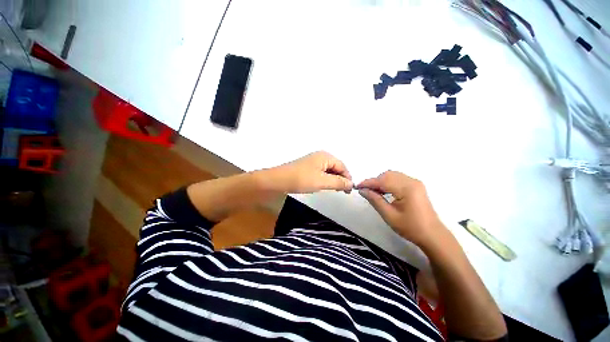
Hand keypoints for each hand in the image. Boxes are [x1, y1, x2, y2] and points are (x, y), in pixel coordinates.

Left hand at [266, 151, 352, 192]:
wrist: (279, 180)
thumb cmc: (301, 179)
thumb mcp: (322, 181)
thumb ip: (338, 182)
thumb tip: (351, 184)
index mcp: (325, 156)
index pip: (342, 166)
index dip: (347, 178)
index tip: (349, 191)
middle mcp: (320, 156)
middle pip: (336, 167)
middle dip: (340, 179)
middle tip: (342, 191)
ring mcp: (313, 162)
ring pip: (329, 171)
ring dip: (333, 180)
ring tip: (334, 190)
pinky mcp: (308, 168)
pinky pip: (321, 173)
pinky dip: (325, 179)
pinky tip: (323, 186)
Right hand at [357, 171, 446, 248]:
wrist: (432, 235)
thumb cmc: (411, 228)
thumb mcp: (389, 215)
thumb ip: (375, 200)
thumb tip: (362, 190)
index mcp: (407, 189)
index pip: (382, 180)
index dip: (368, 183)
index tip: (357, 187)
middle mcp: (412, 181)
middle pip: (387, 175)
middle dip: (374, 181)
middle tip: (366, 191)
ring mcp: (415, 182)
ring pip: (392, 175)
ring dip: (380, 181)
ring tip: (373, 192)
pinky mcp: (416, 185)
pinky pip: (397, 179)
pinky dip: (388, 182)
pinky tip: (384, 191)